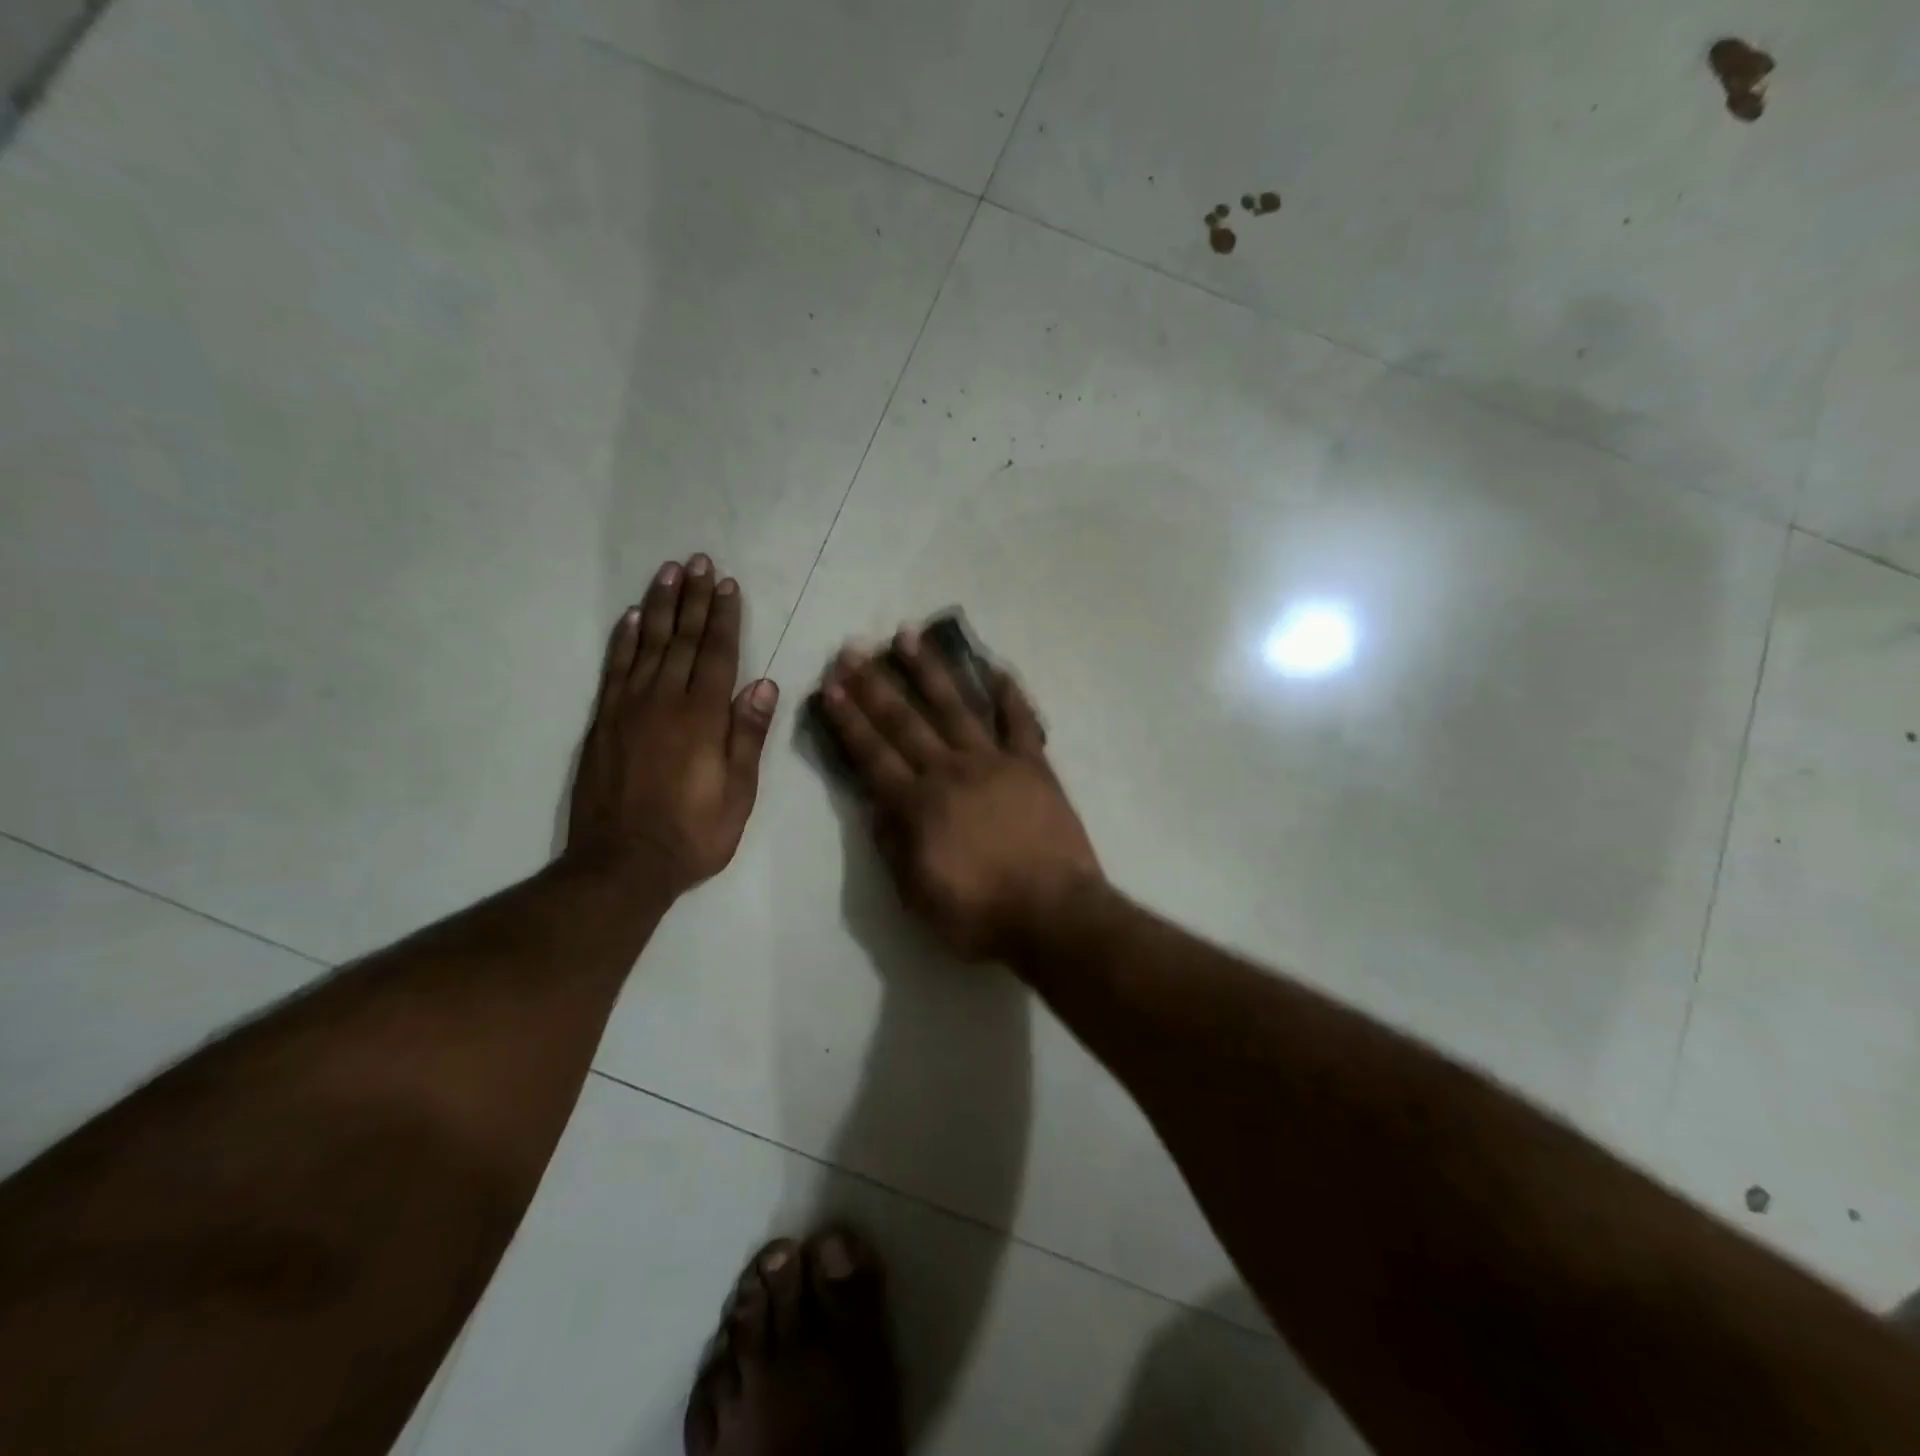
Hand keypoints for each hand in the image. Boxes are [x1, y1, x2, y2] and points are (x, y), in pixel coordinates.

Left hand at [566, 554, 777, 897]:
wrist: (622, 864)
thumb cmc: (693, 833)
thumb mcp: (738, 793)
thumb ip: (747, 736)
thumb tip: (762, 685)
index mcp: (703, 718)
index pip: (717, 655)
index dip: (724, 618)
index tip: (728, 584)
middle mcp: (665, 702)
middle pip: (682, 640)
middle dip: (693, 599)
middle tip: (698, 561)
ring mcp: (628, 709)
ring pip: (647, 645)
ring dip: (660, 607)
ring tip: (668, 573)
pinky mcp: (603, 722)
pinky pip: (614, 669)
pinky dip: (623, 640)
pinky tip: (631, 617)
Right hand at [819, 629, 1102, 962]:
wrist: (1053, 915)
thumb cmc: (979, 914)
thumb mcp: (917, 895)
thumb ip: (893, 846)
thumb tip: (876, 805)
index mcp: (917, 805)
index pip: (873, 754)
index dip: (849, 719)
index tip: (831, 685)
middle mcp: (950, 771)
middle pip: (905, 721)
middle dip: (875, 684)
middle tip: (854, 648)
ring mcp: (995, 763)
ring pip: (955, 707)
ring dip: (929, 671)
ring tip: (907, 636)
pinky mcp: (1033, 766)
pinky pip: (1020, 721)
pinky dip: (1009, 694)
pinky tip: (996, 667)